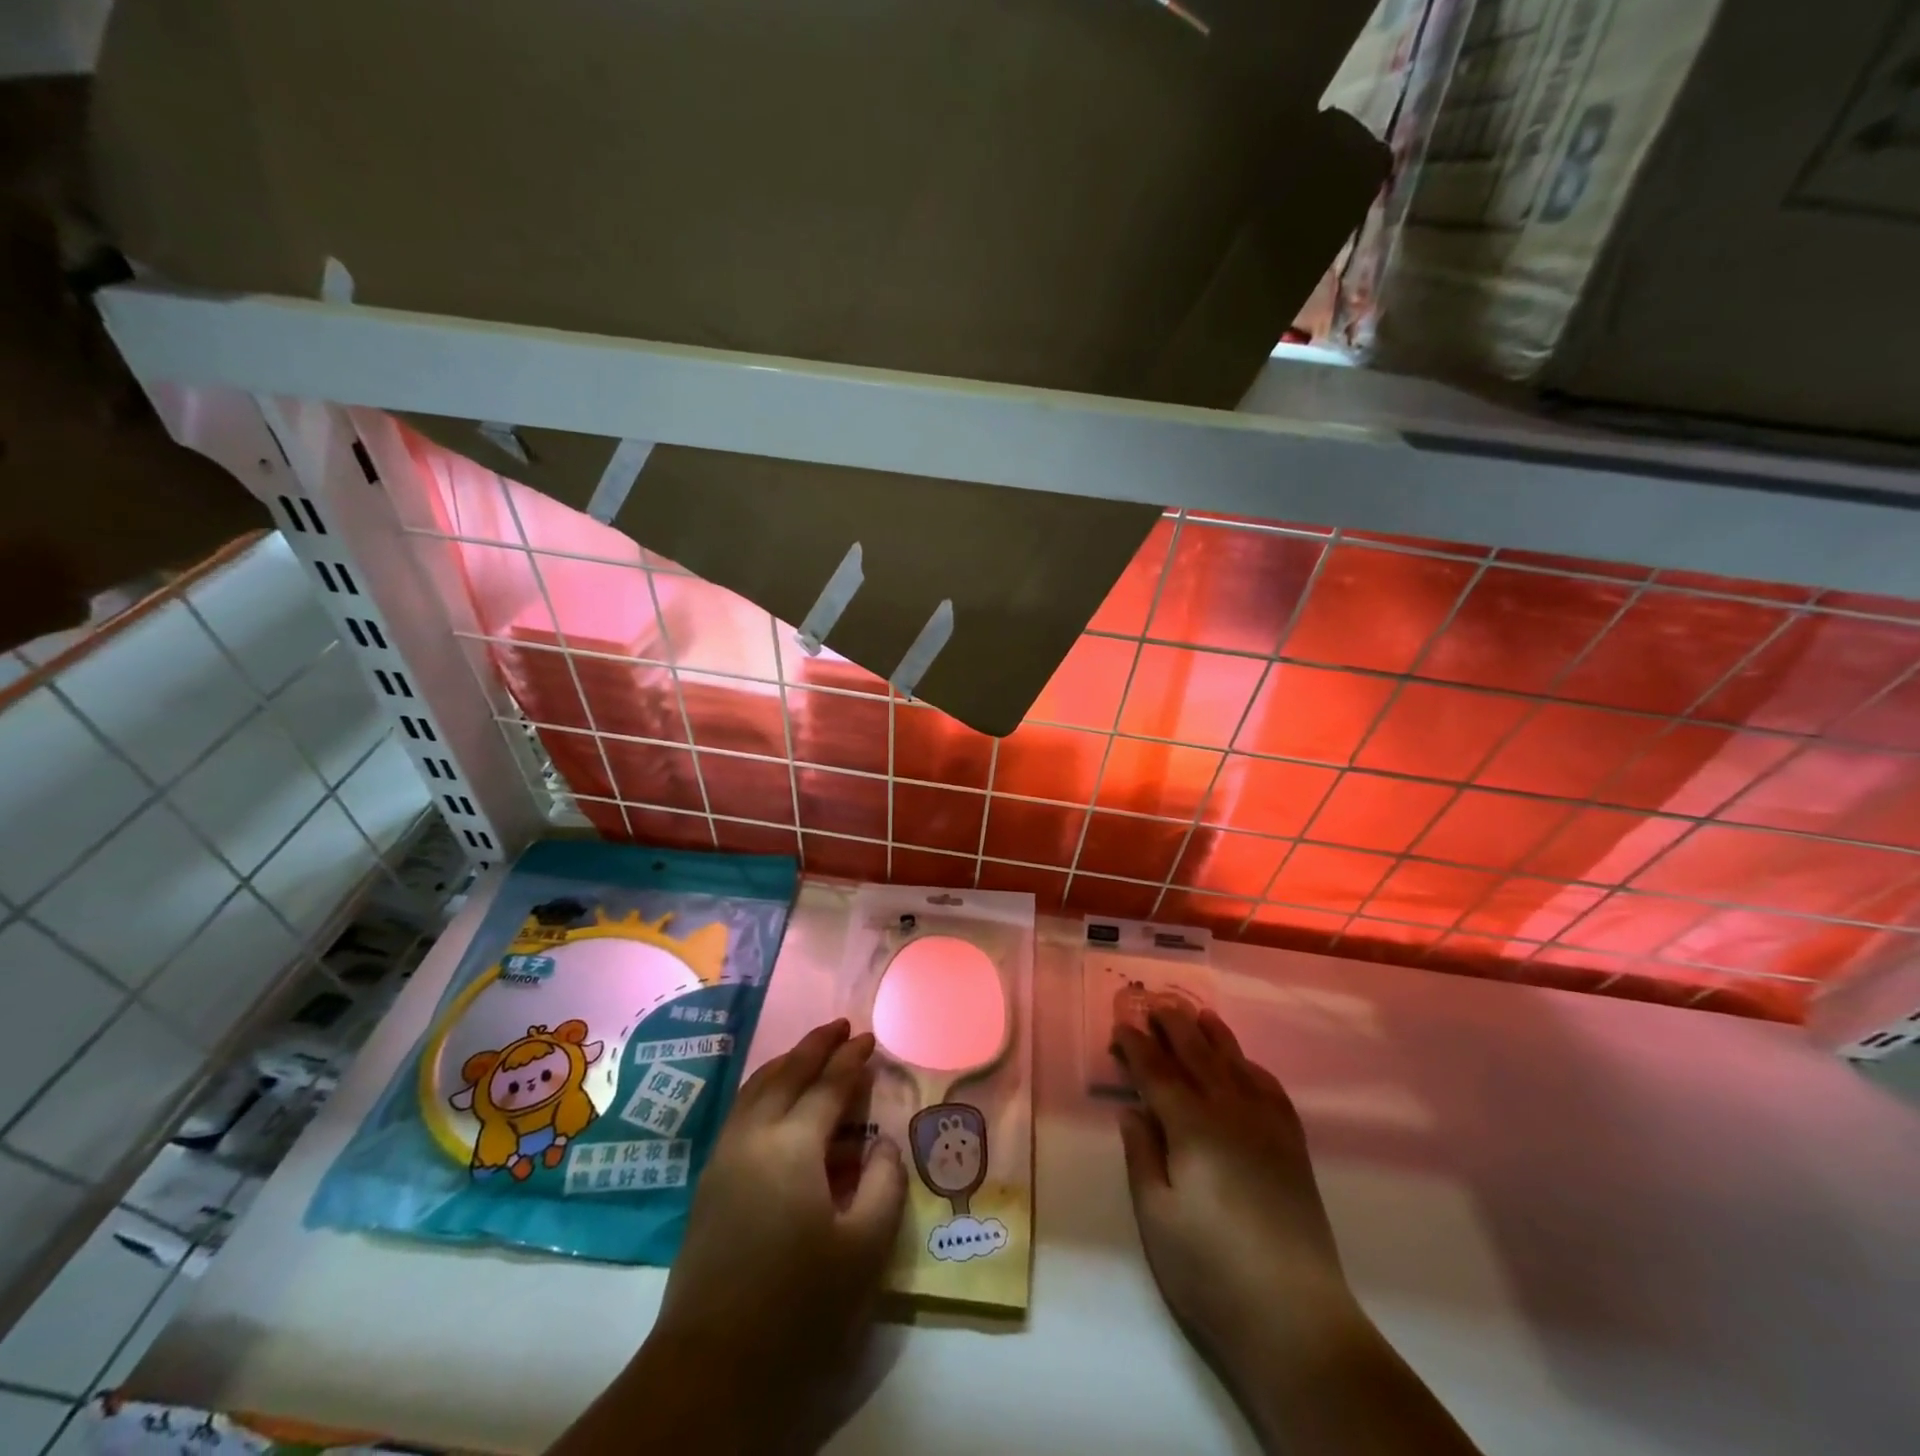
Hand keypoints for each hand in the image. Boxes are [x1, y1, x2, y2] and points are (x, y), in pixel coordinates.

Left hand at [551, 1019, 905, 1455]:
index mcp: (792, 1145)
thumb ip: (883, 1185)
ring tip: (809, 1051)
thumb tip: (884, 1145)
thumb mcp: (863, 1249)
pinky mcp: (709, 1183)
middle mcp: (753, 1136)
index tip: (870, 1037)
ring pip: (756, 1089)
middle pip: (785, 1074)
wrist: (710, 1369)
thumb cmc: (798, 1307)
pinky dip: (765, 1090)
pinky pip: (742, 1112)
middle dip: (815, 1046)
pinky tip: (776, 1100)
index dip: (851, 1060)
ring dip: (786, 1063)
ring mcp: (724, 1157)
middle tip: (840, 1026)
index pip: (828, 1086)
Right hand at [1114, 1005, 1359, 1379]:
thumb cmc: (1210, 1269)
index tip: (1120, 1026)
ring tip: (1198, 1014)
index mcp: (1192, 1127)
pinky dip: (1252, 1067)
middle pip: (1198, 1055)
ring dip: (1213, 1035)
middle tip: (1154, 1004)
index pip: (1158, 1072)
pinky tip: (1244, 1065)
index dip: (1136, 1046)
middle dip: (1173, 1026)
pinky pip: (1271, 1089)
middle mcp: (1231, 1113)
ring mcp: (1268, 1127)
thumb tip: (1132, 1109)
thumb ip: (1142, 1155)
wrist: (1295, 1317)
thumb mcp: (1156, 1216)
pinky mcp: (1293, 1147)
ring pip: (1236, 1063)